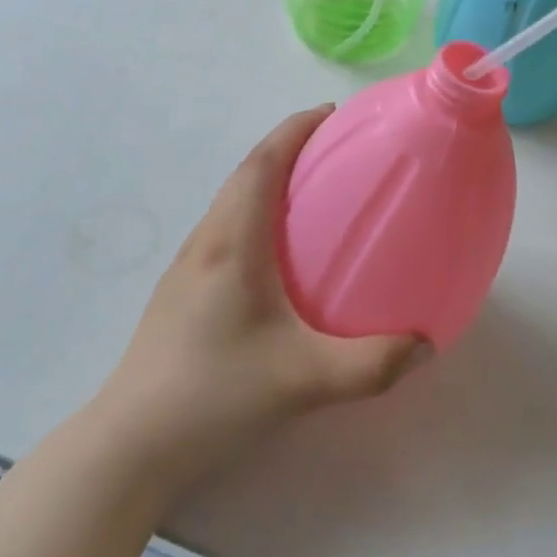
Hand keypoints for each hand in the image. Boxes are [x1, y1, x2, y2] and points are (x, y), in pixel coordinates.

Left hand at [95, 107, 420, 493]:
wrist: (131, 443)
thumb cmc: (214, 395)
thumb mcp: (302, 381)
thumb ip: (371, 365)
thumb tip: (425, 344)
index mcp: (232, 243)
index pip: (262, 164)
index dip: (294, 130)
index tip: (329, 113)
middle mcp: (206, 241)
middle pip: (245, 173)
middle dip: (285, 146)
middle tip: (332, 147)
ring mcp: (187, 265)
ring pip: (230, 200)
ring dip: (266, 178)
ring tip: (309, 189)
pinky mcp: (180, 290)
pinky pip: (224, 227)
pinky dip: (254, 211)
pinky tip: (276, 252)